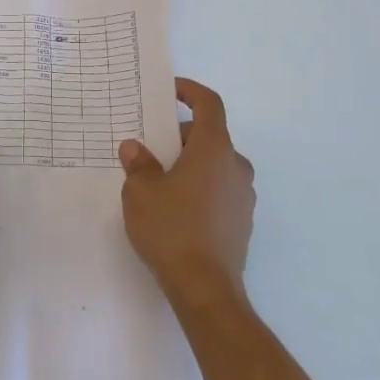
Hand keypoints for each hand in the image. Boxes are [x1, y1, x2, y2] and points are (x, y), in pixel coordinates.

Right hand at [119, 78, 255, 307]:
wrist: (205, 288)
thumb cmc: (172, 229)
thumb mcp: (141, 192)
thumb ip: (138, 164)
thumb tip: (135, 148)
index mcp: (214, 149)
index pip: (209, 104)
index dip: (190, 91)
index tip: (170, 91)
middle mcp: (236, 166)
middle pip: (210, 136)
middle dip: (180, 136)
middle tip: (150, 149)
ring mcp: (244, 196)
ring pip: (215, 165)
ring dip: (190, 164)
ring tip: (159, 182)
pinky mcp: (242, 221)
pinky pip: (219, 190)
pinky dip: (200, 188)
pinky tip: (176, 210)